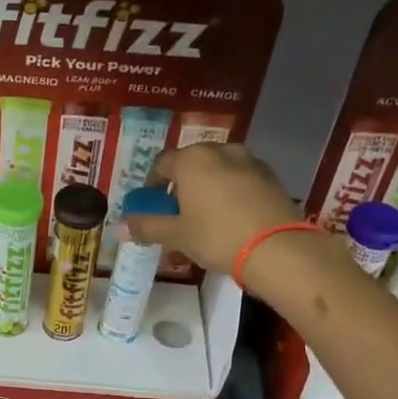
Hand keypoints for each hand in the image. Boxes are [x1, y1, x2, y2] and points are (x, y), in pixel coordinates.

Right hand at [127, 143, 302, 281]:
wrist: (277, 247)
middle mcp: (220, 150)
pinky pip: (241, 179)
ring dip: (208, 186)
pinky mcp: (271, 176)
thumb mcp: (176, 235)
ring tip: (206, 215)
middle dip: (182, 184)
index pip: (162, 164)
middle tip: (178, 212)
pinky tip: (232, 216)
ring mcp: (249, 160)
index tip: (152, 205)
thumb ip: (147, 227)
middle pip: (192, 163)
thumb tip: (120, 227)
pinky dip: (231, 191)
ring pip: (218, 169)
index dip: (152, 184)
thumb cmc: (216, 236)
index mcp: (191, 159)